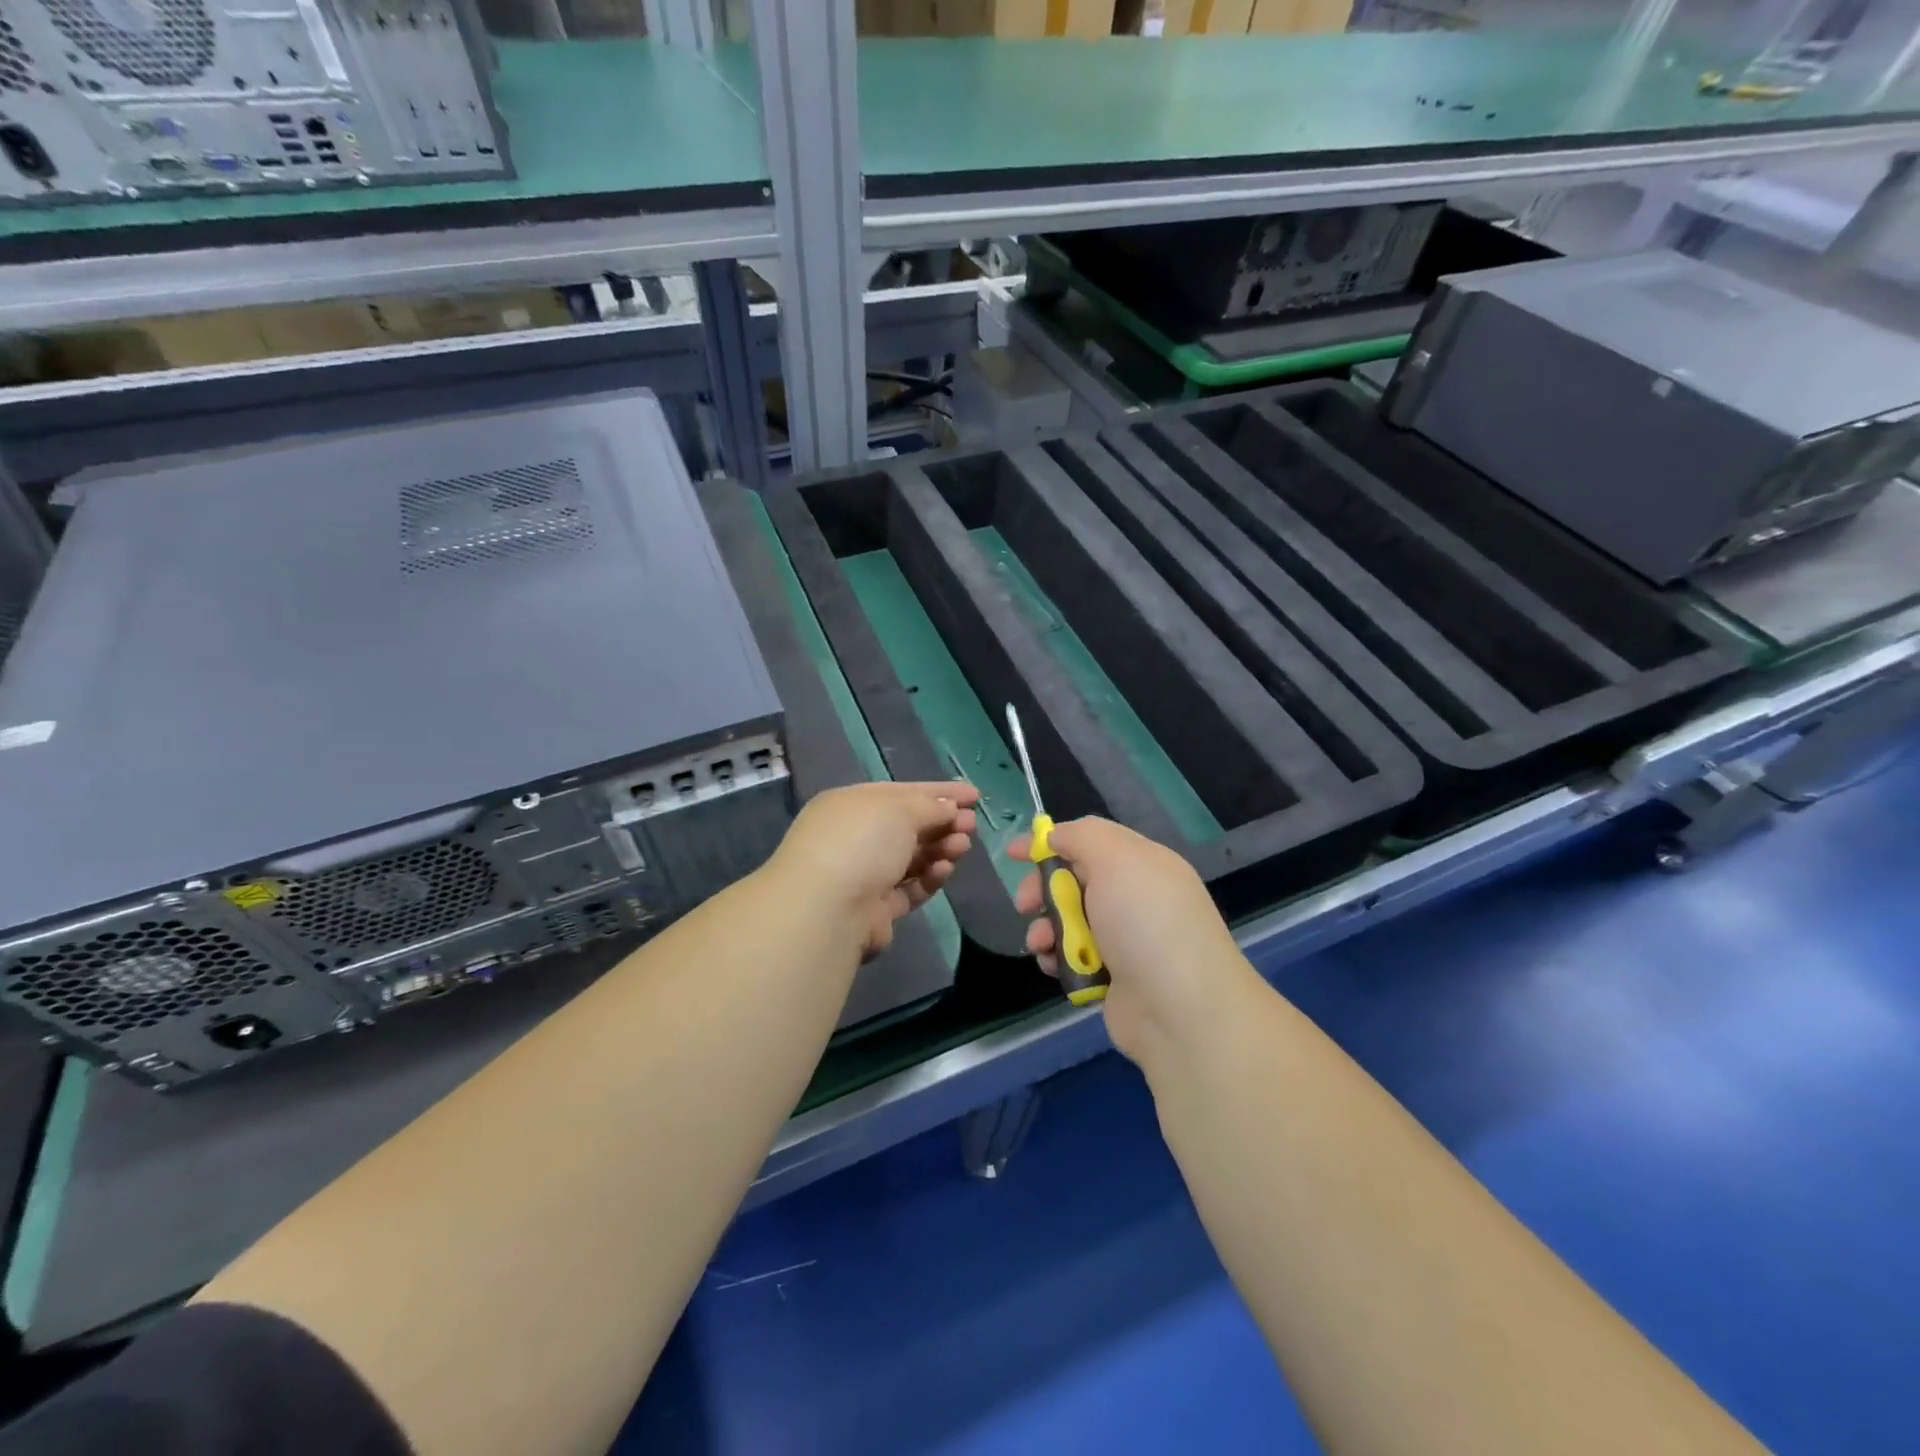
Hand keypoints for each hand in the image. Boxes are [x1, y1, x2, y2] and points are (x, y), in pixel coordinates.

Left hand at [768, 781, 979, 958]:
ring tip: (964, 846)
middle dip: (943, 822)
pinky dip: (929, 877)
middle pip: (908, 826)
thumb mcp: (899, 809)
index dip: (939, 793)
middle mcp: (854, 837)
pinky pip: (909, 888)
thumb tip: (948, 808)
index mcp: (852, 804)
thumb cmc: (861, 842)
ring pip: (911, 857)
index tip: (973, 795)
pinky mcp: (875, 909)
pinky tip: (946, 869)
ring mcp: (863, 874)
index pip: (902, 792)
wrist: (828, 910)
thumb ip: (930, 806)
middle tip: (973, 823)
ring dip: (940, 848)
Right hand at [1010, 817, 1255, 1066]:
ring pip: (1068, 922)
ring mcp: (1125, 941)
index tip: (1013, 853)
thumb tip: (1057, 836)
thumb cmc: (1146, 923)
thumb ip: (1081, 836)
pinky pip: (1072, 958)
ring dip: (1046, 928)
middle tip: (1026, 904)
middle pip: (1073, 881)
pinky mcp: (1113, 978)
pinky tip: (1053, 966)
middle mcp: (1135, 898)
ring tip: (1041, 944)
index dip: (1050, 842)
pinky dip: (1057, 959)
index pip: (1089, 840)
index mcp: (1143, 864)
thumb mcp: (1116, 859)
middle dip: (1043, 890)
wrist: (1180, 1011)